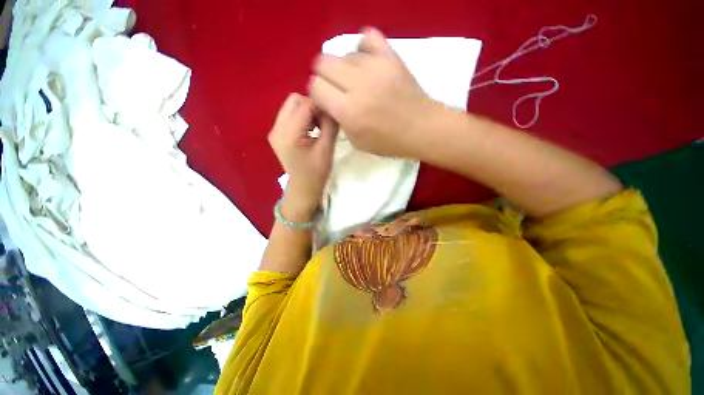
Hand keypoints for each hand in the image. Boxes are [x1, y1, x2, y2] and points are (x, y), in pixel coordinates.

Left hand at [268, 93, 336, 220]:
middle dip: (312, 106)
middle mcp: (277, 128)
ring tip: (318, 126)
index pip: (305, 105)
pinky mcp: (277, 134)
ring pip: (291, 106)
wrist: (303, 188)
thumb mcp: (327, 149)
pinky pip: (289, 115)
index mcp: (289, 134)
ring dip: (307, 112)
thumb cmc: (316, 172)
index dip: (321, 105)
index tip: (333, 115)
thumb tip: (332, 108)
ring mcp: (275, 131)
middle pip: (294, 100)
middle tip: (324, 121)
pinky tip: (310, 130)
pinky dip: (301, 118)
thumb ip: (330, 126)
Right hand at [309, 27, 435, 157]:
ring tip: (357, 81)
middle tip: (337, 89)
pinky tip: (367, 63)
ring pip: (343, 53)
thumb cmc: (388, 142)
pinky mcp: (391, 56)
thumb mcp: (357, 141)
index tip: (327, 100)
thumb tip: (329, 100)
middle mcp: (358, 85)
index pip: (316, 86)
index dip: (318, 93)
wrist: (421, 128)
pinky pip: (367, 37)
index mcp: (348, 111)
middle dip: (325, 77)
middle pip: (323, 63)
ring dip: (344, 68)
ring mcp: (376, 66)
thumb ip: (338, 119)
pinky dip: (362, 49)